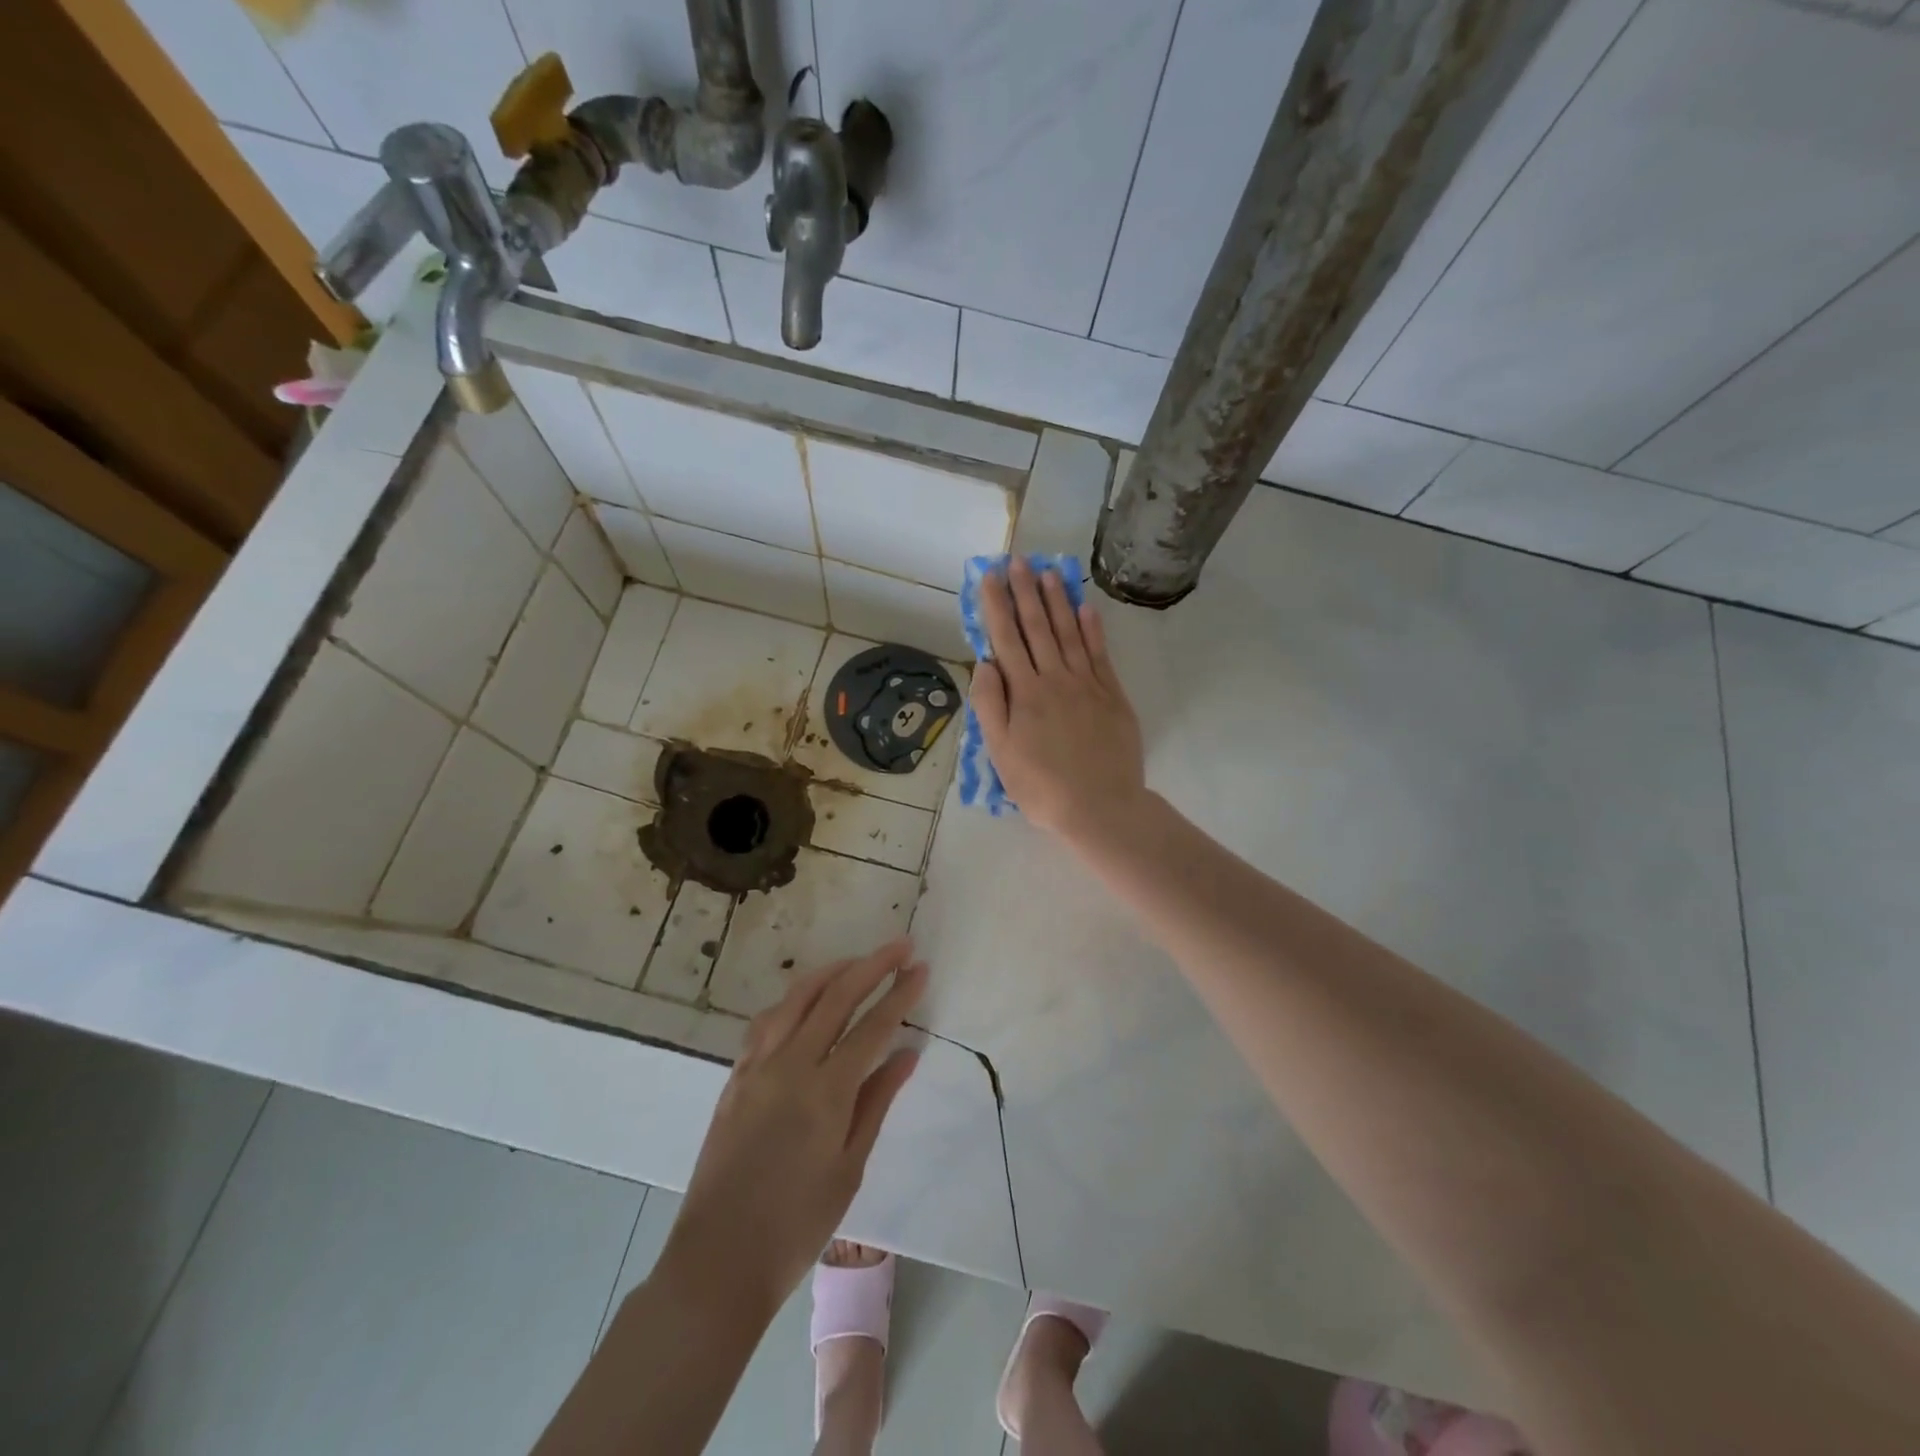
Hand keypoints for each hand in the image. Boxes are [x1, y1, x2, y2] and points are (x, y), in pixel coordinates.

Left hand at [656, 941, 925, 1321]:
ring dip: (831, 972)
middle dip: (872, 965)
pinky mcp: (735, 1076)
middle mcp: (790, 1065)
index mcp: (826, 1092)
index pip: (873, 1026)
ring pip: (797, 998)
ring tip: (857, 961)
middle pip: (836, 996)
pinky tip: (805, 998)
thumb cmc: (797, 1224)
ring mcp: (757, 1066)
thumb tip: (907, 1052)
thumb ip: (877, 1101)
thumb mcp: (850, 1167)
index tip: (921, 968)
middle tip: (900, 946)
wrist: (718, 1260)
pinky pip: (766, 1021)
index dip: (900, 993)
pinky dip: (792, 999)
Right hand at [970, 557, 1146, 844]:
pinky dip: (1092, 628)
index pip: (1006, 639)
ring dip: (1058, 600)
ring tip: (1049, 571)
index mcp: (1025, 693)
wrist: (1101, 807)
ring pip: (1069, 633)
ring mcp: (1088, 684)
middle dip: (1025, 591)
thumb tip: (985, 663)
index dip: (996, 605)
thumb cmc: (1042, 787)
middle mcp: (1055, 679)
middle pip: (1038, 627)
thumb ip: (991, 705)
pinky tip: (1085, 607)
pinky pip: (1100, 653)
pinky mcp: (1112, 695)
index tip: (989, 576)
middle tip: (1017, 560)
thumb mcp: (1001, 753)